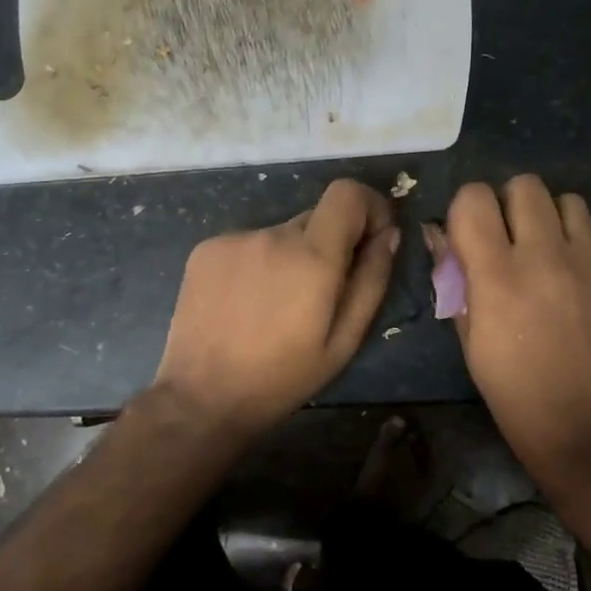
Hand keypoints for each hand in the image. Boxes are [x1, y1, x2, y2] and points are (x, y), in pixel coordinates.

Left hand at [154, 178, 399, 438]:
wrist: (202, 397)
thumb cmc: (282, 378)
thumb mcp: (344, 341)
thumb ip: (372, 280)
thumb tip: (388, 234)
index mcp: (312, 257)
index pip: (347, 193)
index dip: (368, 207)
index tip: (371, 239)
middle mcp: (272, 234)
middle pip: (316, 218)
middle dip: (329, 245)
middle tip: (319, 294)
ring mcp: (234, 238)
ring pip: (281, 234)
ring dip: (290, 257)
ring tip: (276, 306)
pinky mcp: (206, 248)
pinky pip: (248, 243)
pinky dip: (257, 263)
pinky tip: (245, 303)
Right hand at [432, 175, 590, 487]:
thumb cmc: (516, 396)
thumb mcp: (469, 342)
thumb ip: (454, 282)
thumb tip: (441, 238)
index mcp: (497, 277)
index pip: (473, 199)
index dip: (463, 212)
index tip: (464, 239)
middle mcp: (542, 255)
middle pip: (521, 185)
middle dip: (502, 205)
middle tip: (500, 241)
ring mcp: (584, 258)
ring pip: (559, 195)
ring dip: (540, 213)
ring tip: (536, 248)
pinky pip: (587, 221)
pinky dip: (568, 228)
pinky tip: (563, 262)